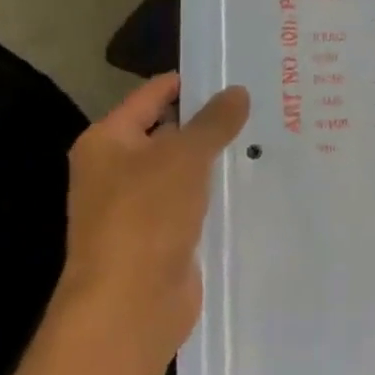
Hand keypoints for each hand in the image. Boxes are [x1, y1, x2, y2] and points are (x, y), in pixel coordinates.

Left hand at [58, 73, 249, 358]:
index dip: (189, 83)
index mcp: (107, 142)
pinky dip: (217, 192)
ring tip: (266, 136)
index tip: (234, 72)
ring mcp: (139, 206)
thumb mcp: (184, 157)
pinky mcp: (163, 236)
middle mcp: (117, 170)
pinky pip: (194, 202)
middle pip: (168, 132)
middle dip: (210, 121)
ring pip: (185, 170)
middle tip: (260, 103)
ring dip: (217, 158)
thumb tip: (238, 91)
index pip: (151, 96)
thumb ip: (213, 122)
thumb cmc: (146, 216)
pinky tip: (254, 181)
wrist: (130, 303)